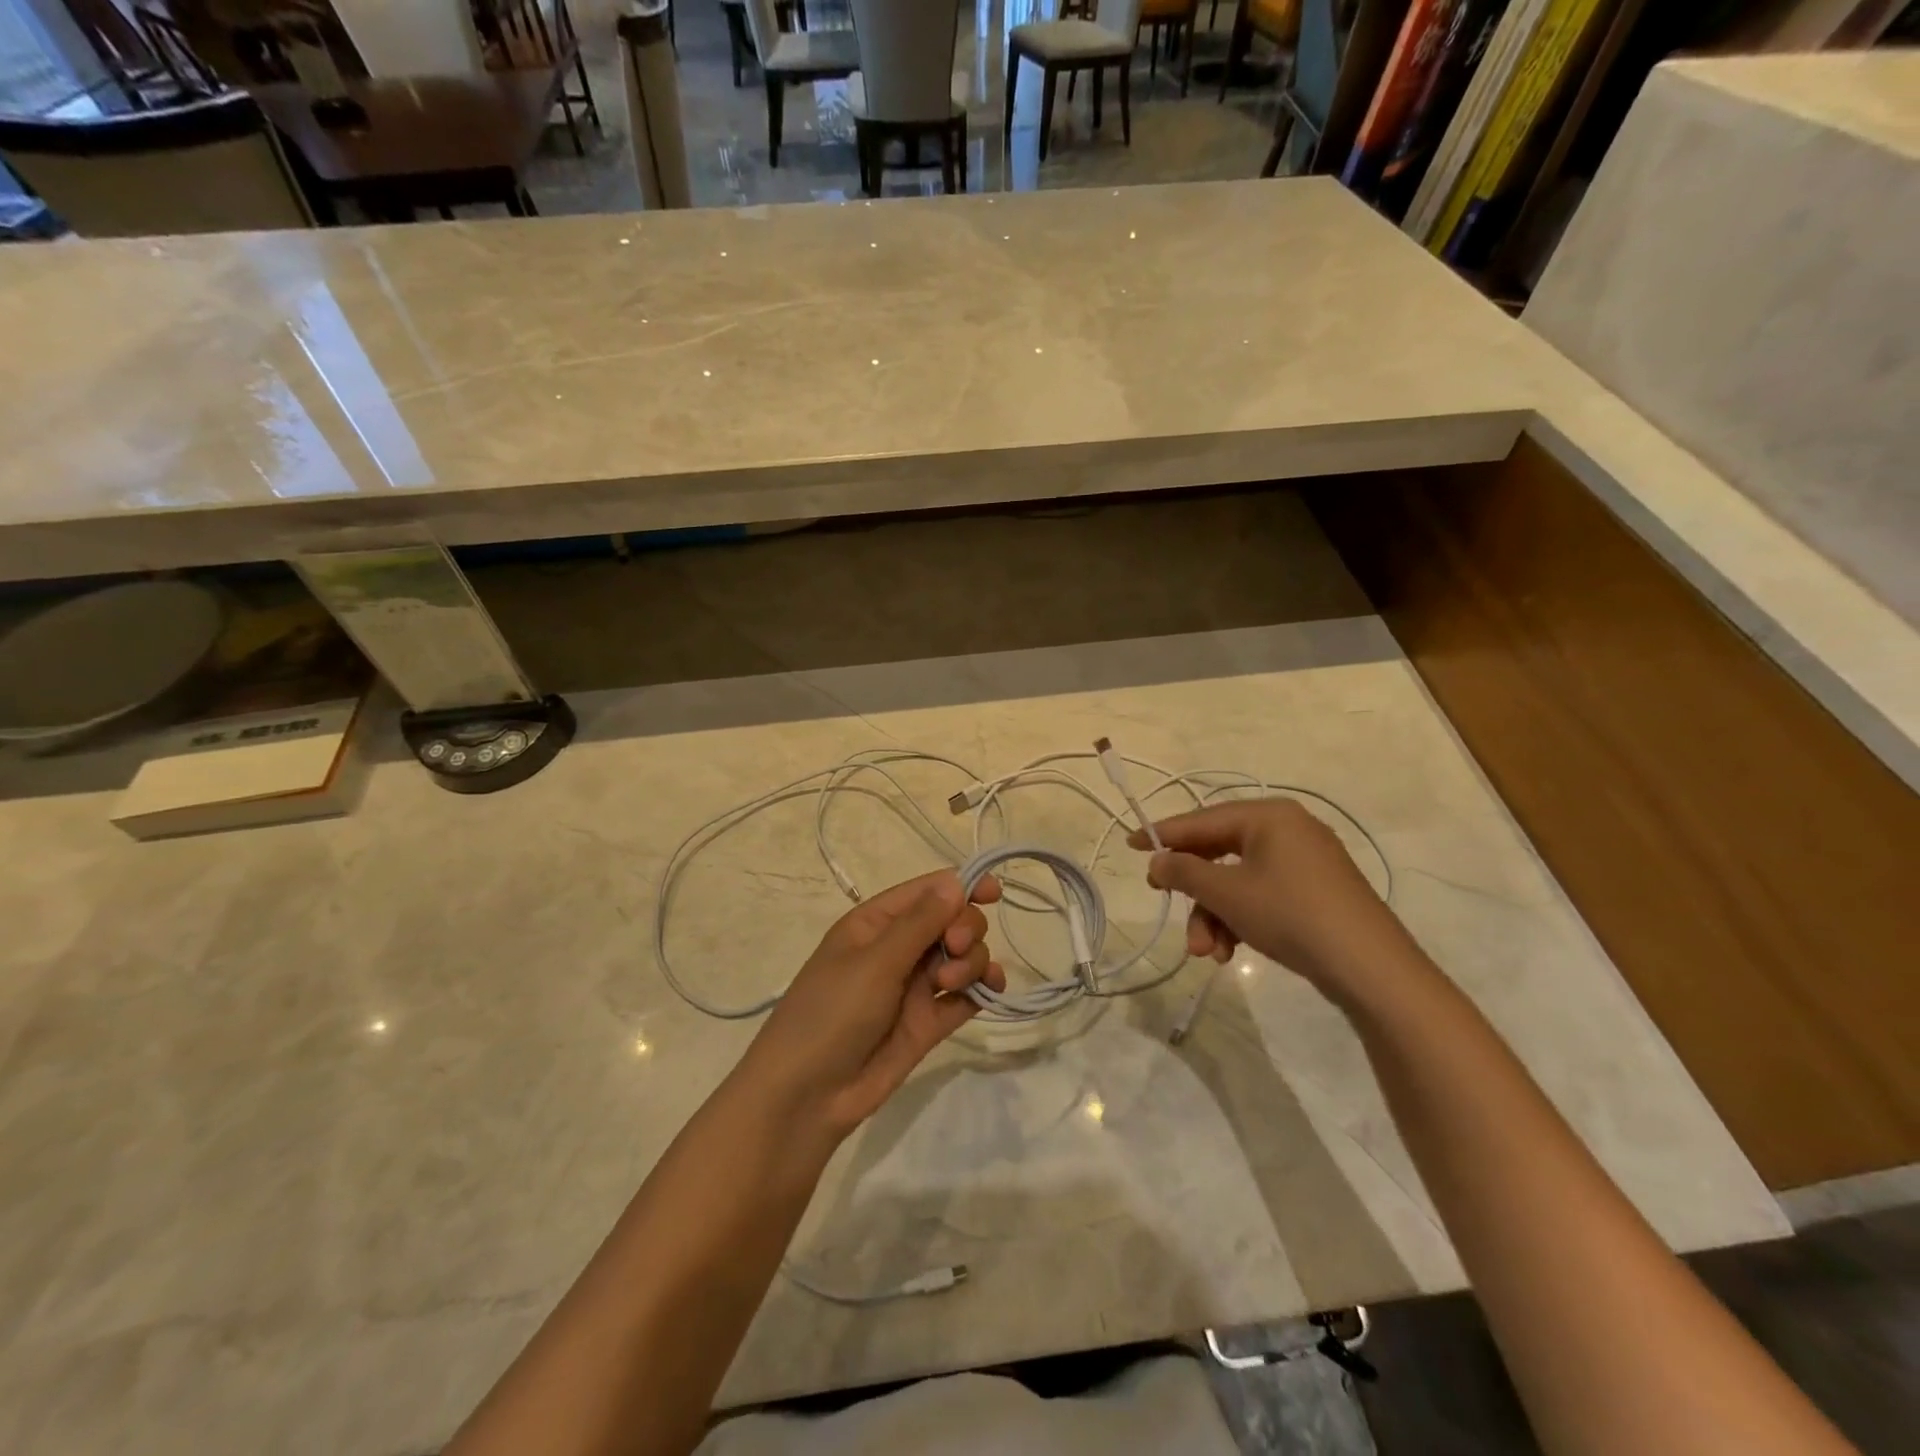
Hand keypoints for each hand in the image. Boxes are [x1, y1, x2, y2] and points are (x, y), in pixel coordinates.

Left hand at [738, 869, 1005, 1140]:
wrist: (808, 1096)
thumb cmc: (831, 1013)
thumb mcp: (874, 962)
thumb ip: (920, 923)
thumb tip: (956, 882)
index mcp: (877, 923)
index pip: (928, 891)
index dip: (963, 885)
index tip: (994, 892)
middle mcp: (899, 948)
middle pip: (953, 920)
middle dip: (964, 928)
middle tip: (954, 947)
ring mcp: (916, 985)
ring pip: (963, 956)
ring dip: (970, 961)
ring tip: (950, 983)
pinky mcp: (929, 1021)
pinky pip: (966, 995)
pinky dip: (982, 989)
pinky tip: (990, 992)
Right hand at [1127, 799, 1409, 1002]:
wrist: (1371, 968)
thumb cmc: (1291, 914)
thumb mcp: (1228, 893)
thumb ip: (1185, 872)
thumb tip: (1157, 860)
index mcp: (1268, 817)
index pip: (1202, 819)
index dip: (1164, 834)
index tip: (1132, 845)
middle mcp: (1287, 830)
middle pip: (1219, 853)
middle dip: (1195, 891)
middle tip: (1165, 902)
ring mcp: (1304, 862)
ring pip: (1238, 881)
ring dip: (1215, 915)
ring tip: (1206, 953)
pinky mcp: (1314, 892)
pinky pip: (1262, 895)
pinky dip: (1241, 920)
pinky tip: (1230, 952)